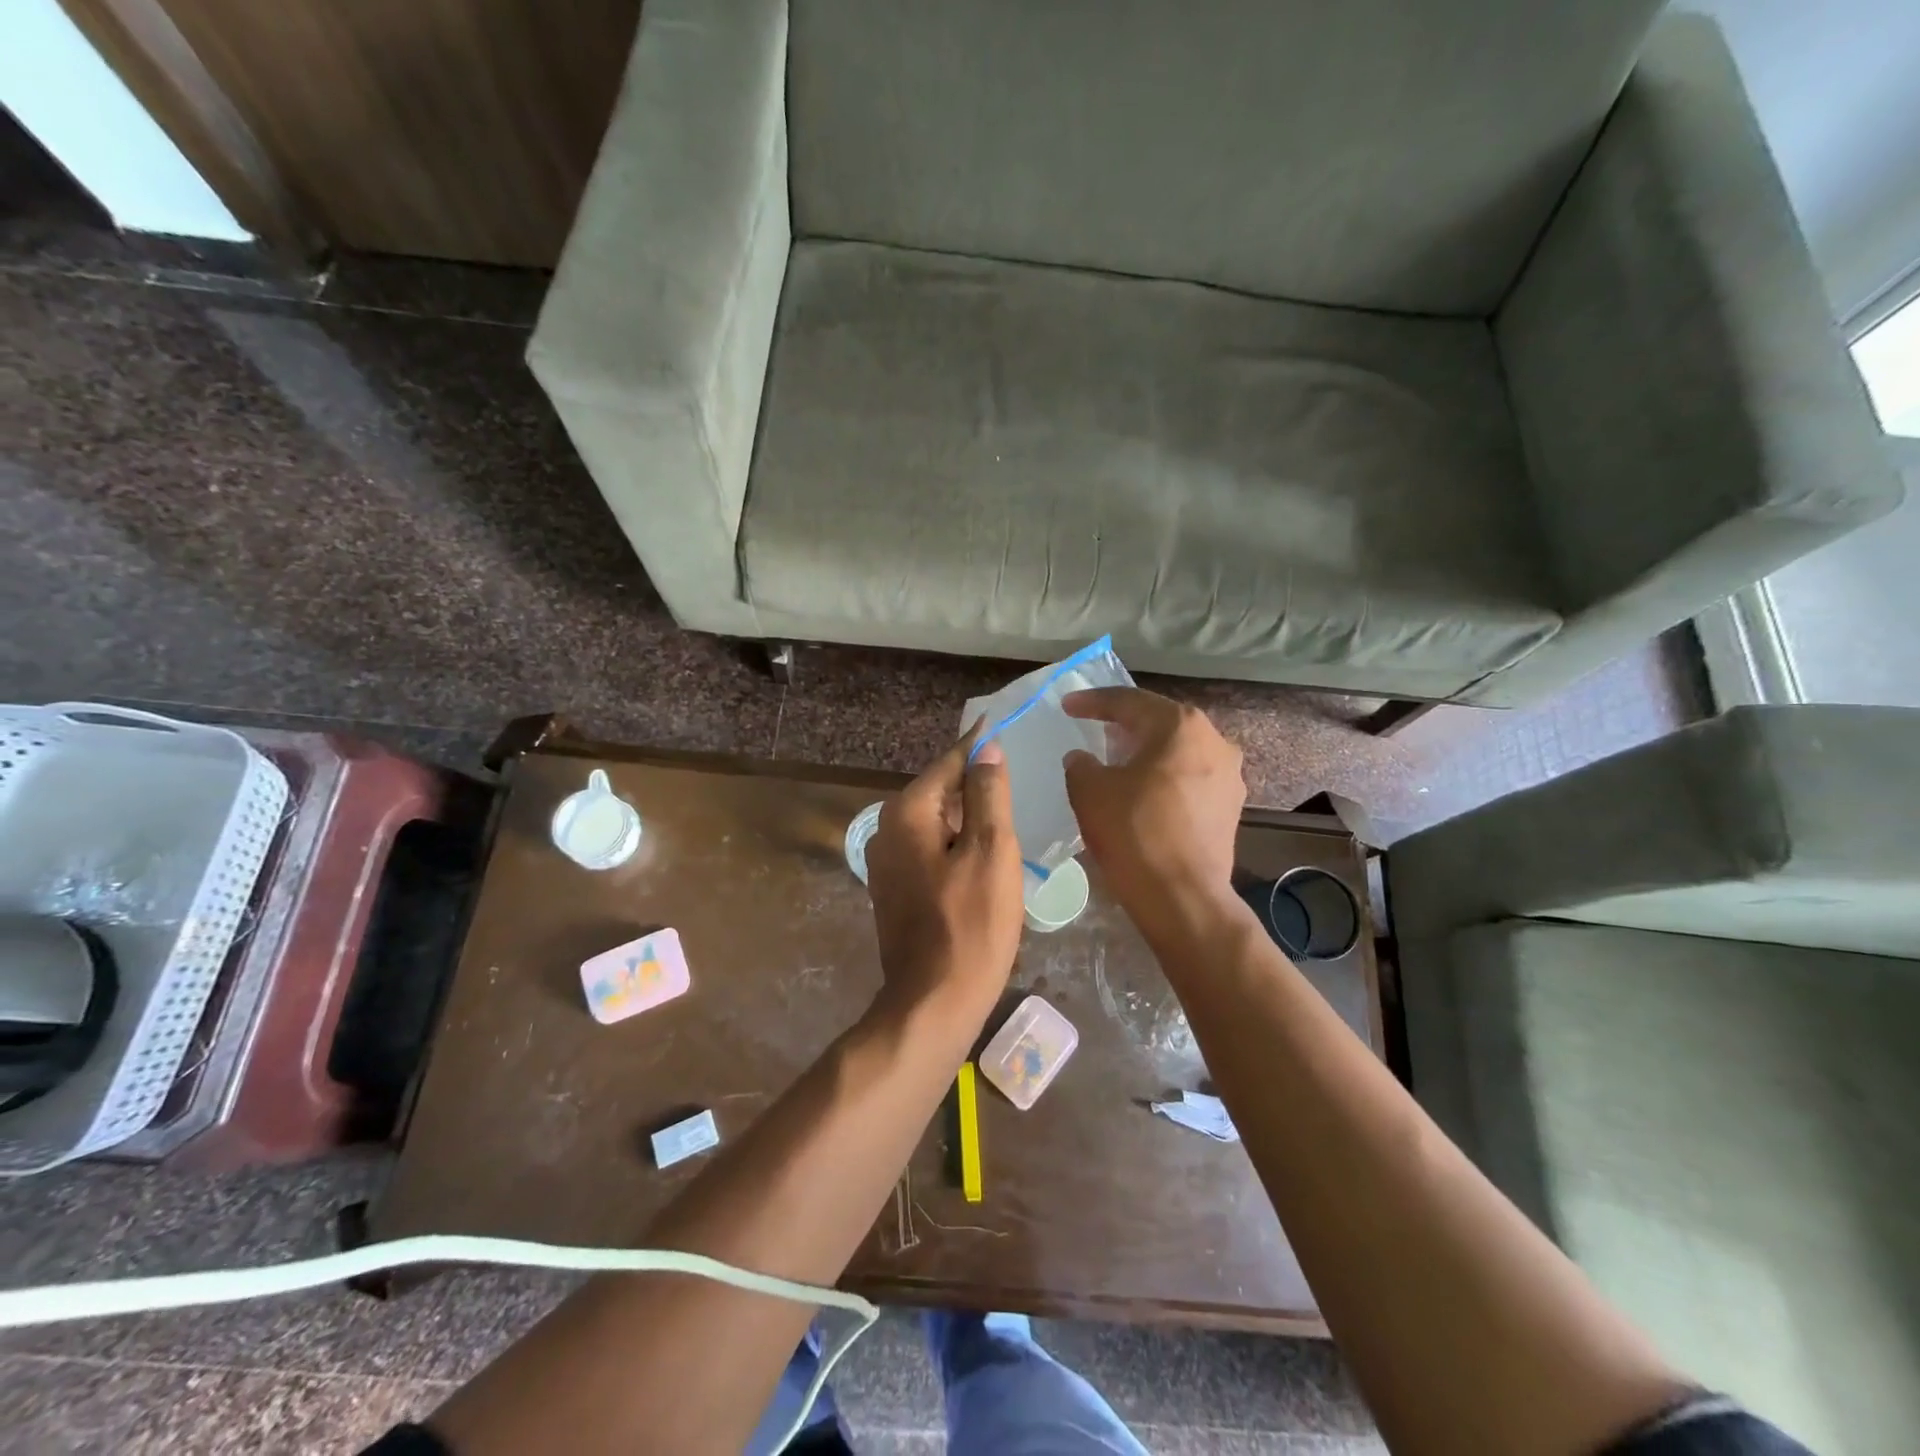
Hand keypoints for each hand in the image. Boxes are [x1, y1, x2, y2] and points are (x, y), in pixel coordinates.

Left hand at [866, 727, 1024, 1022]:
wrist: (934, 1001)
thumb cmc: (971, 925)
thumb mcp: (992, 852)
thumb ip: (988, 794)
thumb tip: (986, 749)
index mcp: (907, 813)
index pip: (949, 763)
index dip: (978, 745)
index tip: (999, 723)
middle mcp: (887, 829)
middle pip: (939, 791)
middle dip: (974, 781)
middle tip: (1013, 770)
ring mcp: (887, 862)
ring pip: (936, 821)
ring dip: (968, 814)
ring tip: (1006, 806)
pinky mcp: (895, 888)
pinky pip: (930, 848)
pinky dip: (956, 841)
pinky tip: (983, 851)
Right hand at [1062, 687, 1246, 941]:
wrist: (1182, 897)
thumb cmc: (1134, 833)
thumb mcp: (1090, 791)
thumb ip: (1081, 764)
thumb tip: (1082, 758)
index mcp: (1180, 726)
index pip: (1129, 702)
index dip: (1093, 702)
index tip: (1067, 706)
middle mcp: (1214, 741)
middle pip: (1160, 722)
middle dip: (1125, 724)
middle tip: (1094, 727)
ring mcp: (1229, 776)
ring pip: (1178, 751)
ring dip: (1147, 752)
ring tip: (1118, 760)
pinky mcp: (1230, 808)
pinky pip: (1190, 779)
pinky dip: (1164, 778)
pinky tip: (1143, 792)